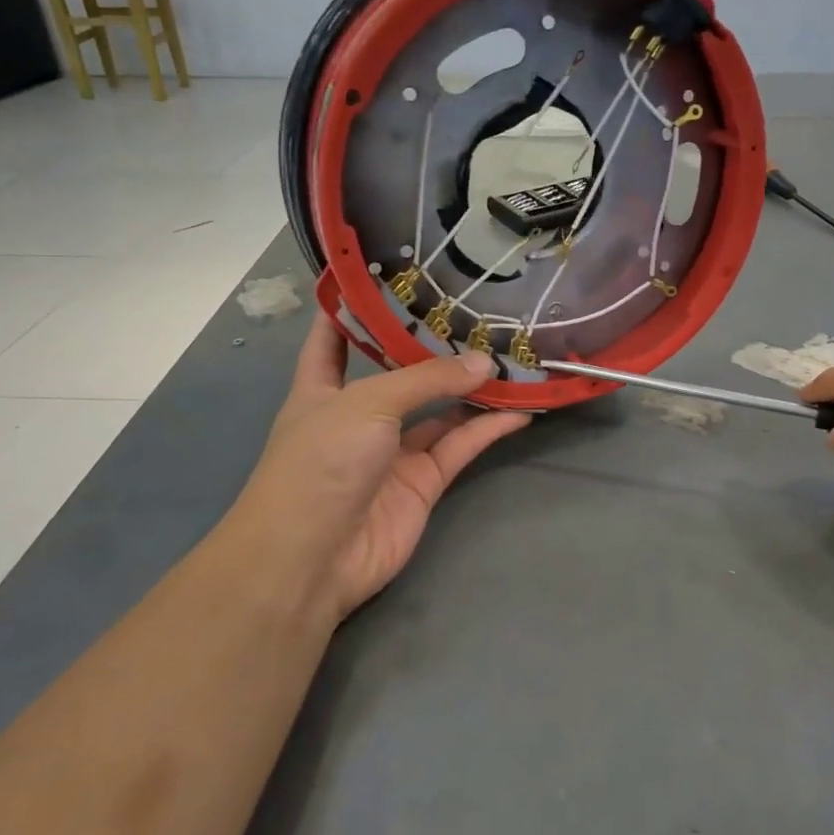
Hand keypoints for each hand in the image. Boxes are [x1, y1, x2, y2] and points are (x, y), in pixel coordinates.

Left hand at [232, 314, 531, 623]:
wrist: (313, 557)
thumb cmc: (321, 461)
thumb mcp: (368, 404)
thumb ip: (428, 380)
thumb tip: (485, 362)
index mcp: (321, 389)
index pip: (331, 339)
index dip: (349, 309)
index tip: (381, 278)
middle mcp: (358, 416)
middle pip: (399, 373)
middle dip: (432, 348)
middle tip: (475, 315)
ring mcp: (392, 452)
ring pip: (439, 410)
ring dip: (471, 389)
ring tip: (510, 357)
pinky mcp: (422, 483)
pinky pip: (460, 447)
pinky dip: (488, 429)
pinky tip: (520, 408)